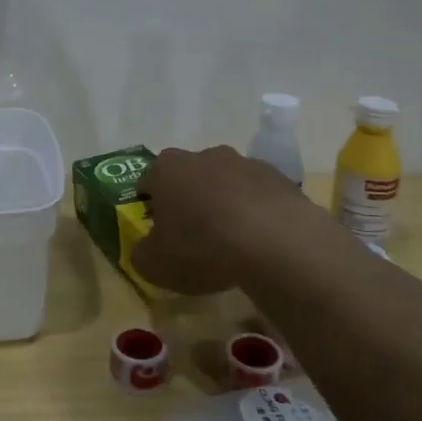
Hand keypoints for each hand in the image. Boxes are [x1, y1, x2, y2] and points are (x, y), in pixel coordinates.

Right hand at [135, 144, 328, 295]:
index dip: (150, 204)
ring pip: (226, 182)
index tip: (157, 229)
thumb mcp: (155, 265)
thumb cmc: (202, 248)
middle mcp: (204, 156)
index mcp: (167, 169)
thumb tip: (146, 248)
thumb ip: (142, 253)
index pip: (148, 180)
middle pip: (189, 175)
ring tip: (231, 240)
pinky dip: (255, 211)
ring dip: (224, 203)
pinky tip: (260, 240)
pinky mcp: (279, 177)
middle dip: (189, 199)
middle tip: (193, 235)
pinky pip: (258, 194)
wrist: (275, 243)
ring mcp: (244, 162)